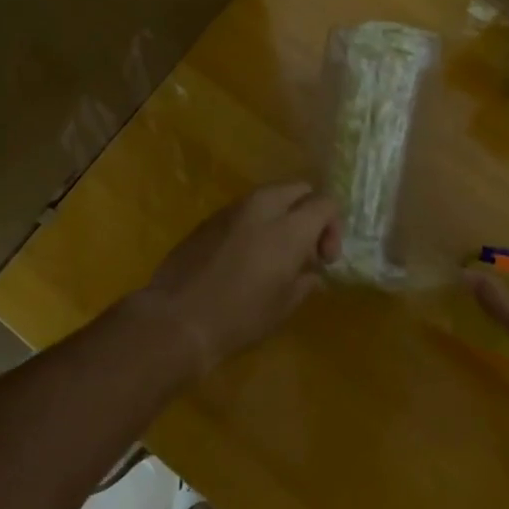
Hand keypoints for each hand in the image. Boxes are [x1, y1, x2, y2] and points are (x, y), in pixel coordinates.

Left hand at [135, 183, 340, 375]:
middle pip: (298, 188)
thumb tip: (311, 271)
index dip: (333, 228)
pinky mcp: (210, 218)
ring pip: (269, 195)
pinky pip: (244, 209)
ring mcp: (232, 209)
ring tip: (274, 251)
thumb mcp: (283, 307)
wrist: (175, 320)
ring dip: (281, 214)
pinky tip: (245, 254)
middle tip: (304, 247)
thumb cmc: (238, 318)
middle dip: (308, 211)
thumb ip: (305, 281)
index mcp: (289, 228)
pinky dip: (255, 222)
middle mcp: (263, 207)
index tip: (324, 259)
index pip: (326, 203)